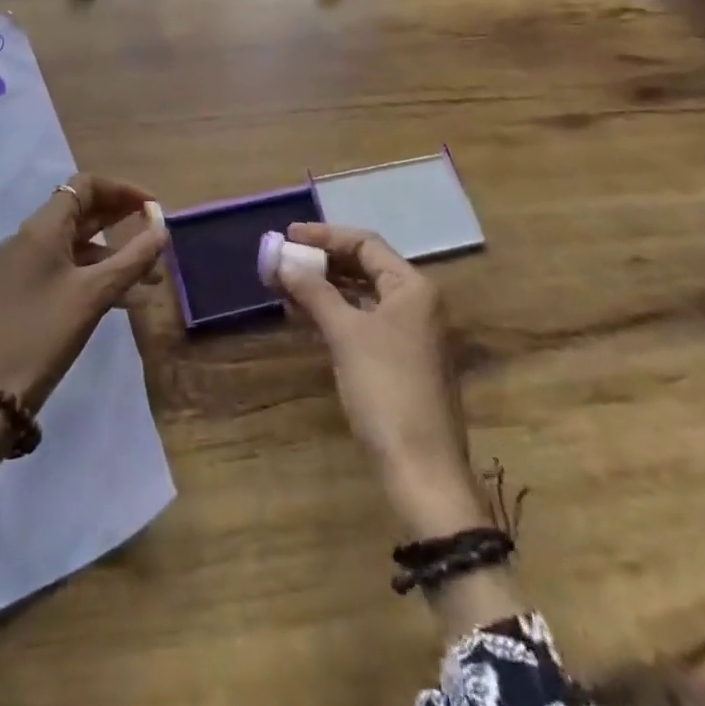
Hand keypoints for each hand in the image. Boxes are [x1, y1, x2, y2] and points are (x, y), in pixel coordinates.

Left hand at [0, 174, 165, 468]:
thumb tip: (162, 229)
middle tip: (156, 236)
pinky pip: (67, 268)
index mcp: (42, 227)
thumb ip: (132, 259)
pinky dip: (96, 274)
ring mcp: (25, 265)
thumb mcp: (94, 295)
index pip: (84, 185)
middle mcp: (31, 237)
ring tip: (152, 277)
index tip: (152, 208)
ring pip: (77, 244)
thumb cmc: (44, 333)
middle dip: (121, 220)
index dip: (122, 190)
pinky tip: (126, 298)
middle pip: (82, 211)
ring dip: (114, 253)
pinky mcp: (25, 291)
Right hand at [274, 222, 484, 538]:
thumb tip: (282, 261)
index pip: (365, 243)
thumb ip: (314, 292)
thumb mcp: (346, 335)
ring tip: (285, 286)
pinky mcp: (399, 360)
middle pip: (364, 266)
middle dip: (322, 262)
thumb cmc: (386, 390)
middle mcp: (416, 303)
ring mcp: (409, 333)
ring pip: (361, 295)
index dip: (325, 235)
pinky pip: (362, 320)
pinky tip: (304, 316)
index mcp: (412, 287)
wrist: (422, 470)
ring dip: (324, 288)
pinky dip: (334, 313)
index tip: (288, 235)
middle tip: (283, 260)